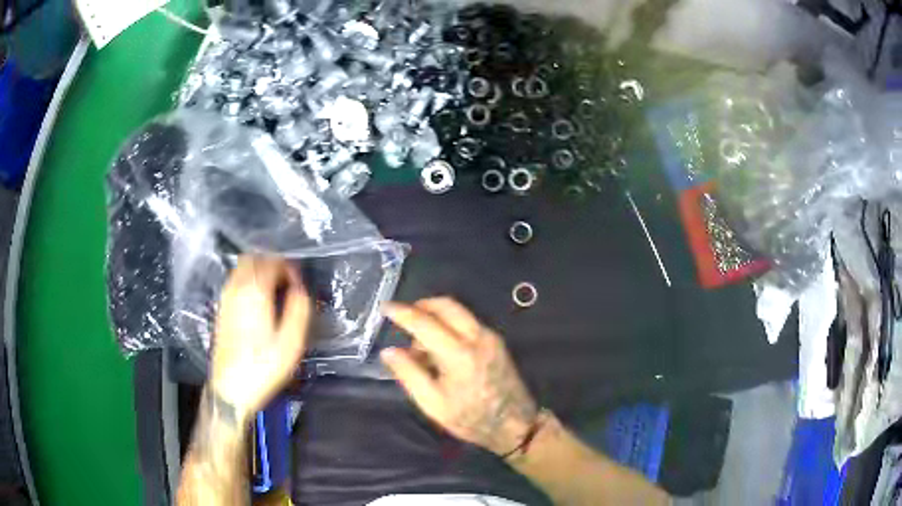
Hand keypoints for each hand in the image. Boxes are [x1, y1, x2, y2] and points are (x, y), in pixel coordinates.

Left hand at [210, 256, 310, 423]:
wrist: (229, 388)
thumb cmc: (263, 367)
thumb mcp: (291, 343)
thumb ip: (299, 309)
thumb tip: (300, 289)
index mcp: (255, 292)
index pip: (273, 262)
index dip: (290, 268)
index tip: (300, 284)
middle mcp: (236, 287)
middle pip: (254, 257)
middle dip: (274, 263)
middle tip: (289, 282)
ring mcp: (226, 297)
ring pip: (242, 267)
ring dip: (260, 270)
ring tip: (276, 290)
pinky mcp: (221, 307)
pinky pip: (236, 280)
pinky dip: (249, 279)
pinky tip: (260, 300)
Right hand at [382, 298, 538, 454]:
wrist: (515, 425)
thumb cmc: (471, 419)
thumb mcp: (433, 404)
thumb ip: (409, 374)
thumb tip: (389, 351)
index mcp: (458, 353)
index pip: (424, 322)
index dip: (402, 312)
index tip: (385, 306)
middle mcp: (477, 337)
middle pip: (446, 305)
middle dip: (422, 305)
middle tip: (404, 317)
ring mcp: (491, 337)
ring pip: (459, 311)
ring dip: (436, 315)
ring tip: (421, 343)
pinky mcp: (497, 342)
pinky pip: (469, 322)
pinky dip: (451, 325)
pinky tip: (442, 348)